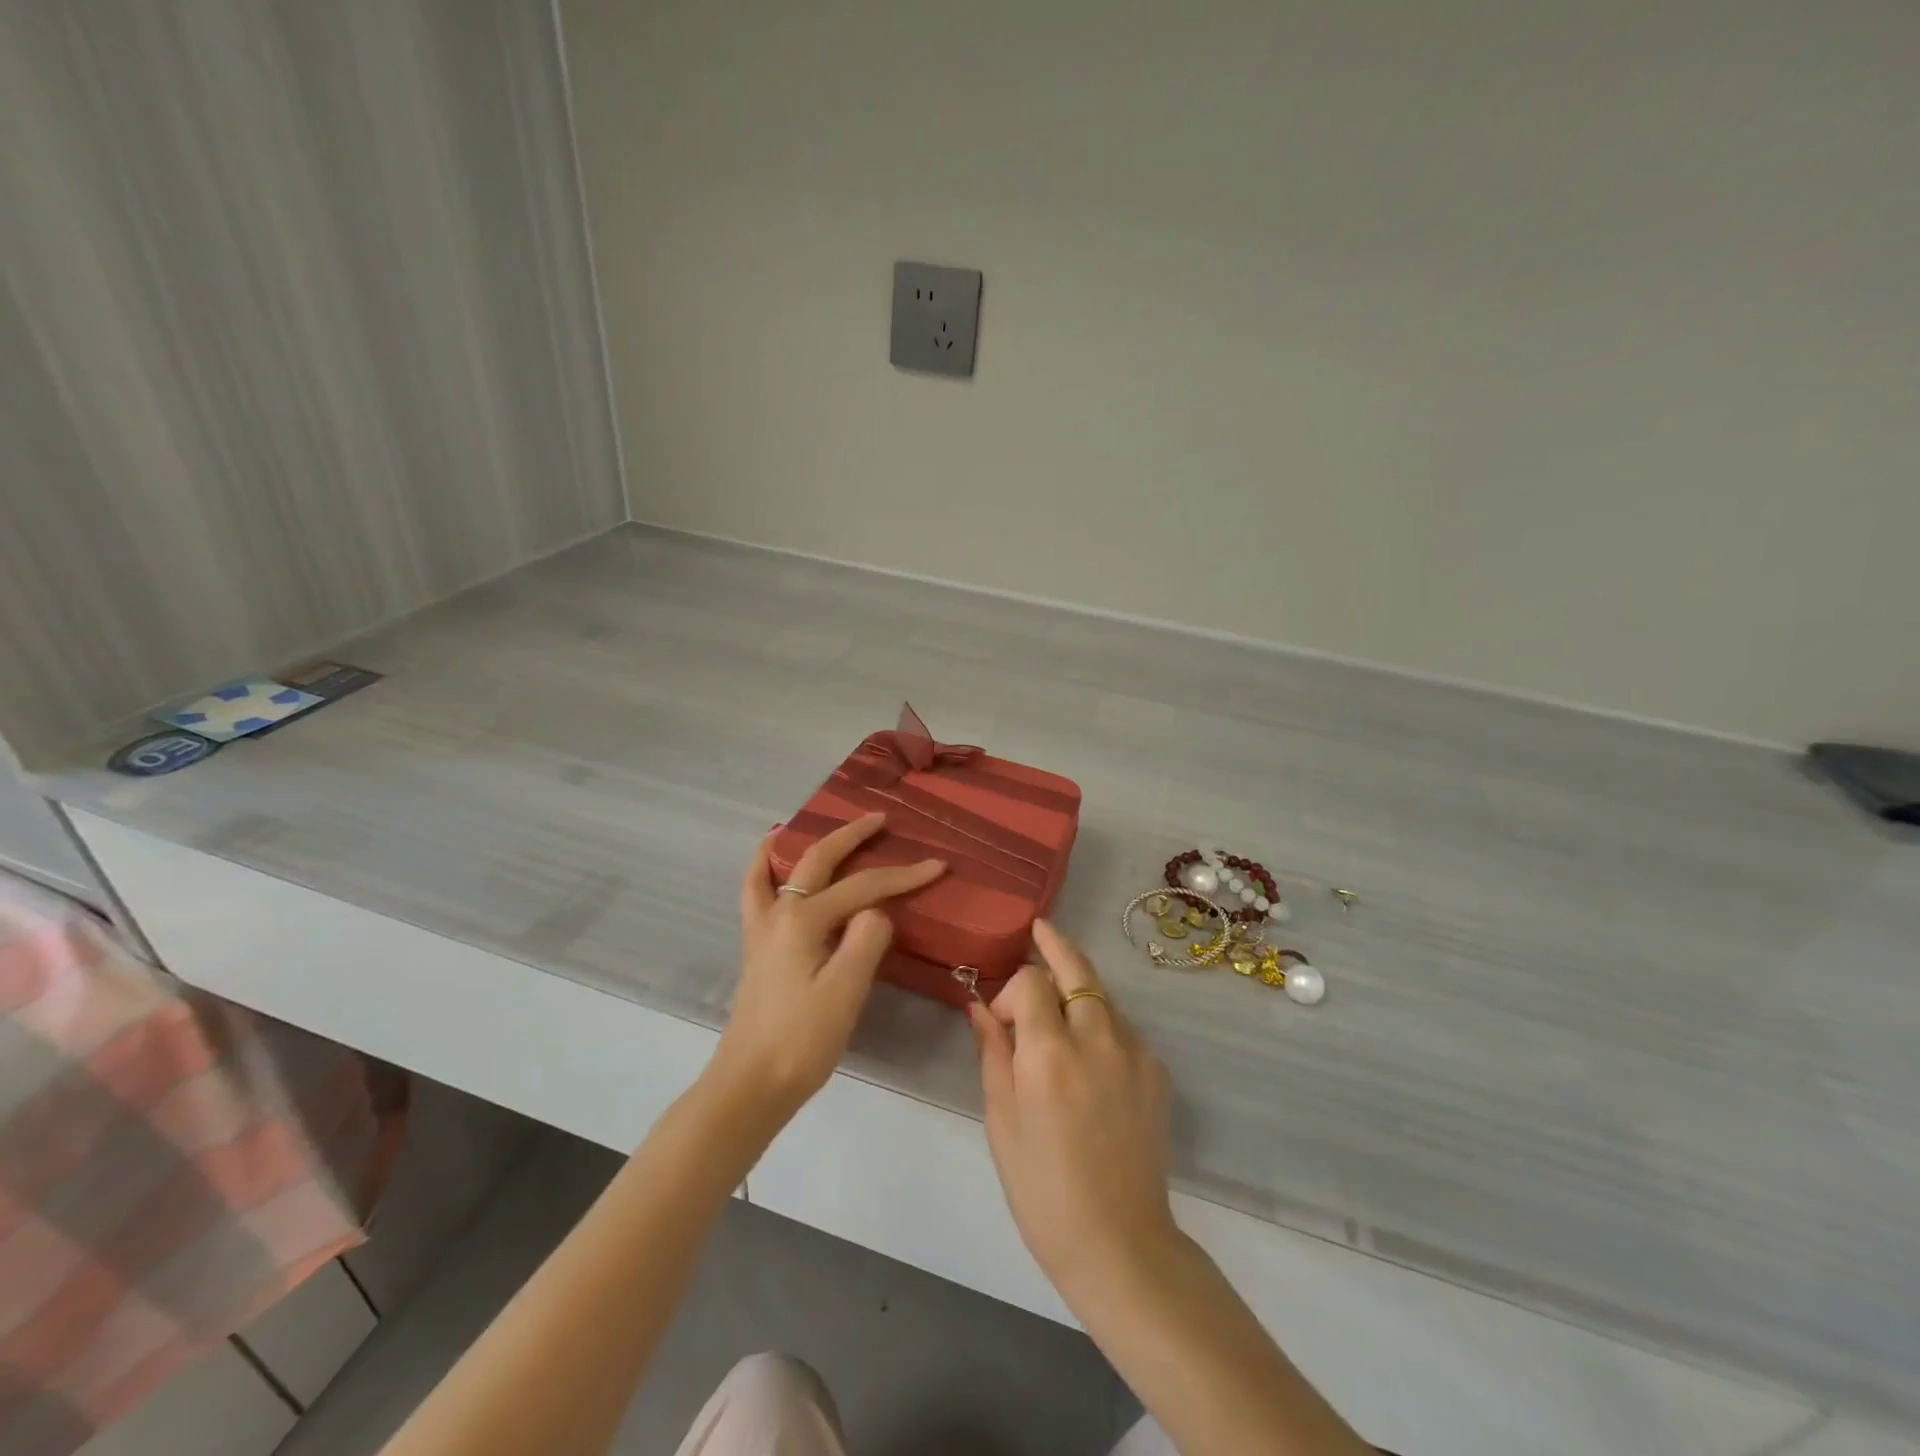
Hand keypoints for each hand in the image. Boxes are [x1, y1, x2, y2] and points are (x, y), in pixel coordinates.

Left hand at [713, 813, 945, 1118]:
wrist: (751, 1085)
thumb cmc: (802, 1040)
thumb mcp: (845, 991)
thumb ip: (865, 940)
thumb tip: (876, 912)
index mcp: (804, 919)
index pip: (863, 887)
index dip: (903, 875)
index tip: (938, 866)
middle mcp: (780, 913)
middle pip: (818, 860)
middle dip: (852, 835)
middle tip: (880, 819)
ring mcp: (763, 930)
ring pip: (780, 869)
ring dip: (802, 842)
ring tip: (812, 823)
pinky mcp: (758, 949)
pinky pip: (756, 892)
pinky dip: (763, 869)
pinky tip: (769, 865)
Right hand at [970, 920, 1180, 1305]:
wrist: (1120, 1243)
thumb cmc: (1042, 1188)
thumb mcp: (1001, 1121)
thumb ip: (993, 1053)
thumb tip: (980, 1006)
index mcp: (1050, 1053)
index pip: (1031, 981)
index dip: (1011, 991)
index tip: (1000, 1022)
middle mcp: (1097, 1038)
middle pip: (1077, 968)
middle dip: (1055, 945)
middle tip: (1040, 930)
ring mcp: (1134, 1052)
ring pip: (1102, 995)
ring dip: (1078, 989)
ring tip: (1059, 1006)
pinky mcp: (1156, 1071)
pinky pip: (1122, 1028)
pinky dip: (1100, 1023)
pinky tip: (1089, 1056)